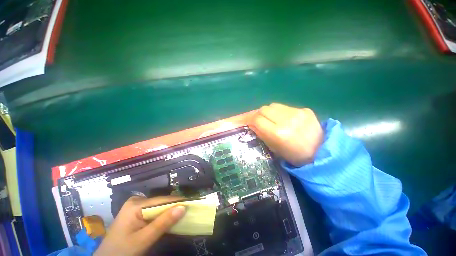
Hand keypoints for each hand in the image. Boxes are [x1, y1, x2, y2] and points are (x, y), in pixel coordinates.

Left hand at [94, 196, 185, 255]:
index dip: (178, 202)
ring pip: (158, 208)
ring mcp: (136, 207)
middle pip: (161, 203)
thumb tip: (183, 207)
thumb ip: (163, 223)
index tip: (192, 204)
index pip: (163, 200)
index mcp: (136, 204)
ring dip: (169, 212)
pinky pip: (154, 212)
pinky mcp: (136, 213)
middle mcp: (137, 201)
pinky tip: (169, 220)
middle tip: (189, 211)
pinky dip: (162, 217)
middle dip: (174, 208)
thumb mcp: (143, 239)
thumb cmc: (122, 251)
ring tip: (182, 214)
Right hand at [250, 103, 322, 166]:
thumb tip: (252, 124)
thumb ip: (261, 134)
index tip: (250, 122)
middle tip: (260, 120)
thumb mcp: (273, 148)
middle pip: (264, 109)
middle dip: (259, 114)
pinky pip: (285, 107)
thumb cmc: (293, 155)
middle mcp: (287, 120)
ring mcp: (297, 113)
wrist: (320, 152)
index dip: (251, 120)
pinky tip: (285, 119)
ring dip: (269, 112)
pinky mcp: (305, 109)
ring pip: (273, 105)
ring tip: (272, 119)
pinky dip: (281, 112)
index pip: (257, 119)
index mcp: (278, 133)